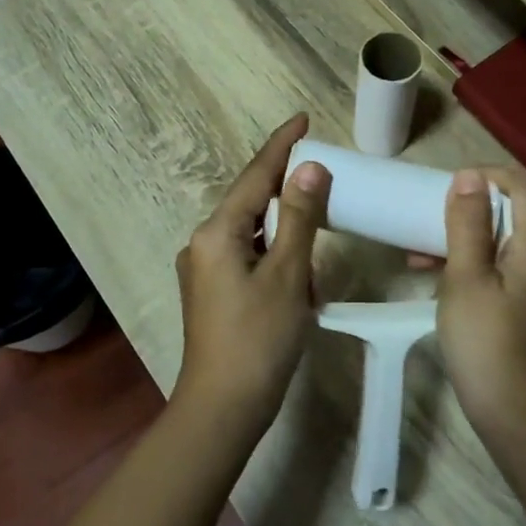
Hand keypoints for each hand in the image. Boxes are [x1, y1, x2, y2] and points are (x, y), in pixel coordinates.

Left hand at [172, 114, 330, 433]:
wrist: (223, 408)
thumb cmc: (258, 338)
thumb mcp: (287, 275)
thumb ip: (300, 218)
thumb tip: (309, 169)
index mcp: (217, 233)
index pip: (255, 176)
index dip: (281, 145)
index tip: (302, 118)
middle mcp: (203, 243)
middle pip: (250, 201)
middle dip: (285, 186)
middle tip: (321, 170)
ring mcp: (204, 269)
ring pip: (250, 231)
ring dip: (283, 225)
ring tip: (317, 218)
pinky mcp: (212, 292)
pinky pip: (247, 256)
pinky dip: (274, 252)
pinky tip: (298, 266)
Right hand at [435, 167, 525, 441]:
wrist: (508, 409)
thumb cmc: (485, 339)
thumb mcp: (467, 277)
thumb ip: (468, 224)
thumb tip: (468, 176)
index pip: (518, 187)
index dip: (484, 177)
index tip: (445, 187)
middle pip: (504, 211)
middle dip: (463, 207)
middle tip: (424, 213)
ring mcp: (524, 283)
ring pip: (490, 240)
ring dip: (454, 236)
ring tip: (414, 247)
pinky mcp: (511, 304)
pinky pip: (486, 266)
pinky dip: (459, 262)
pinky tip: (426, 272)